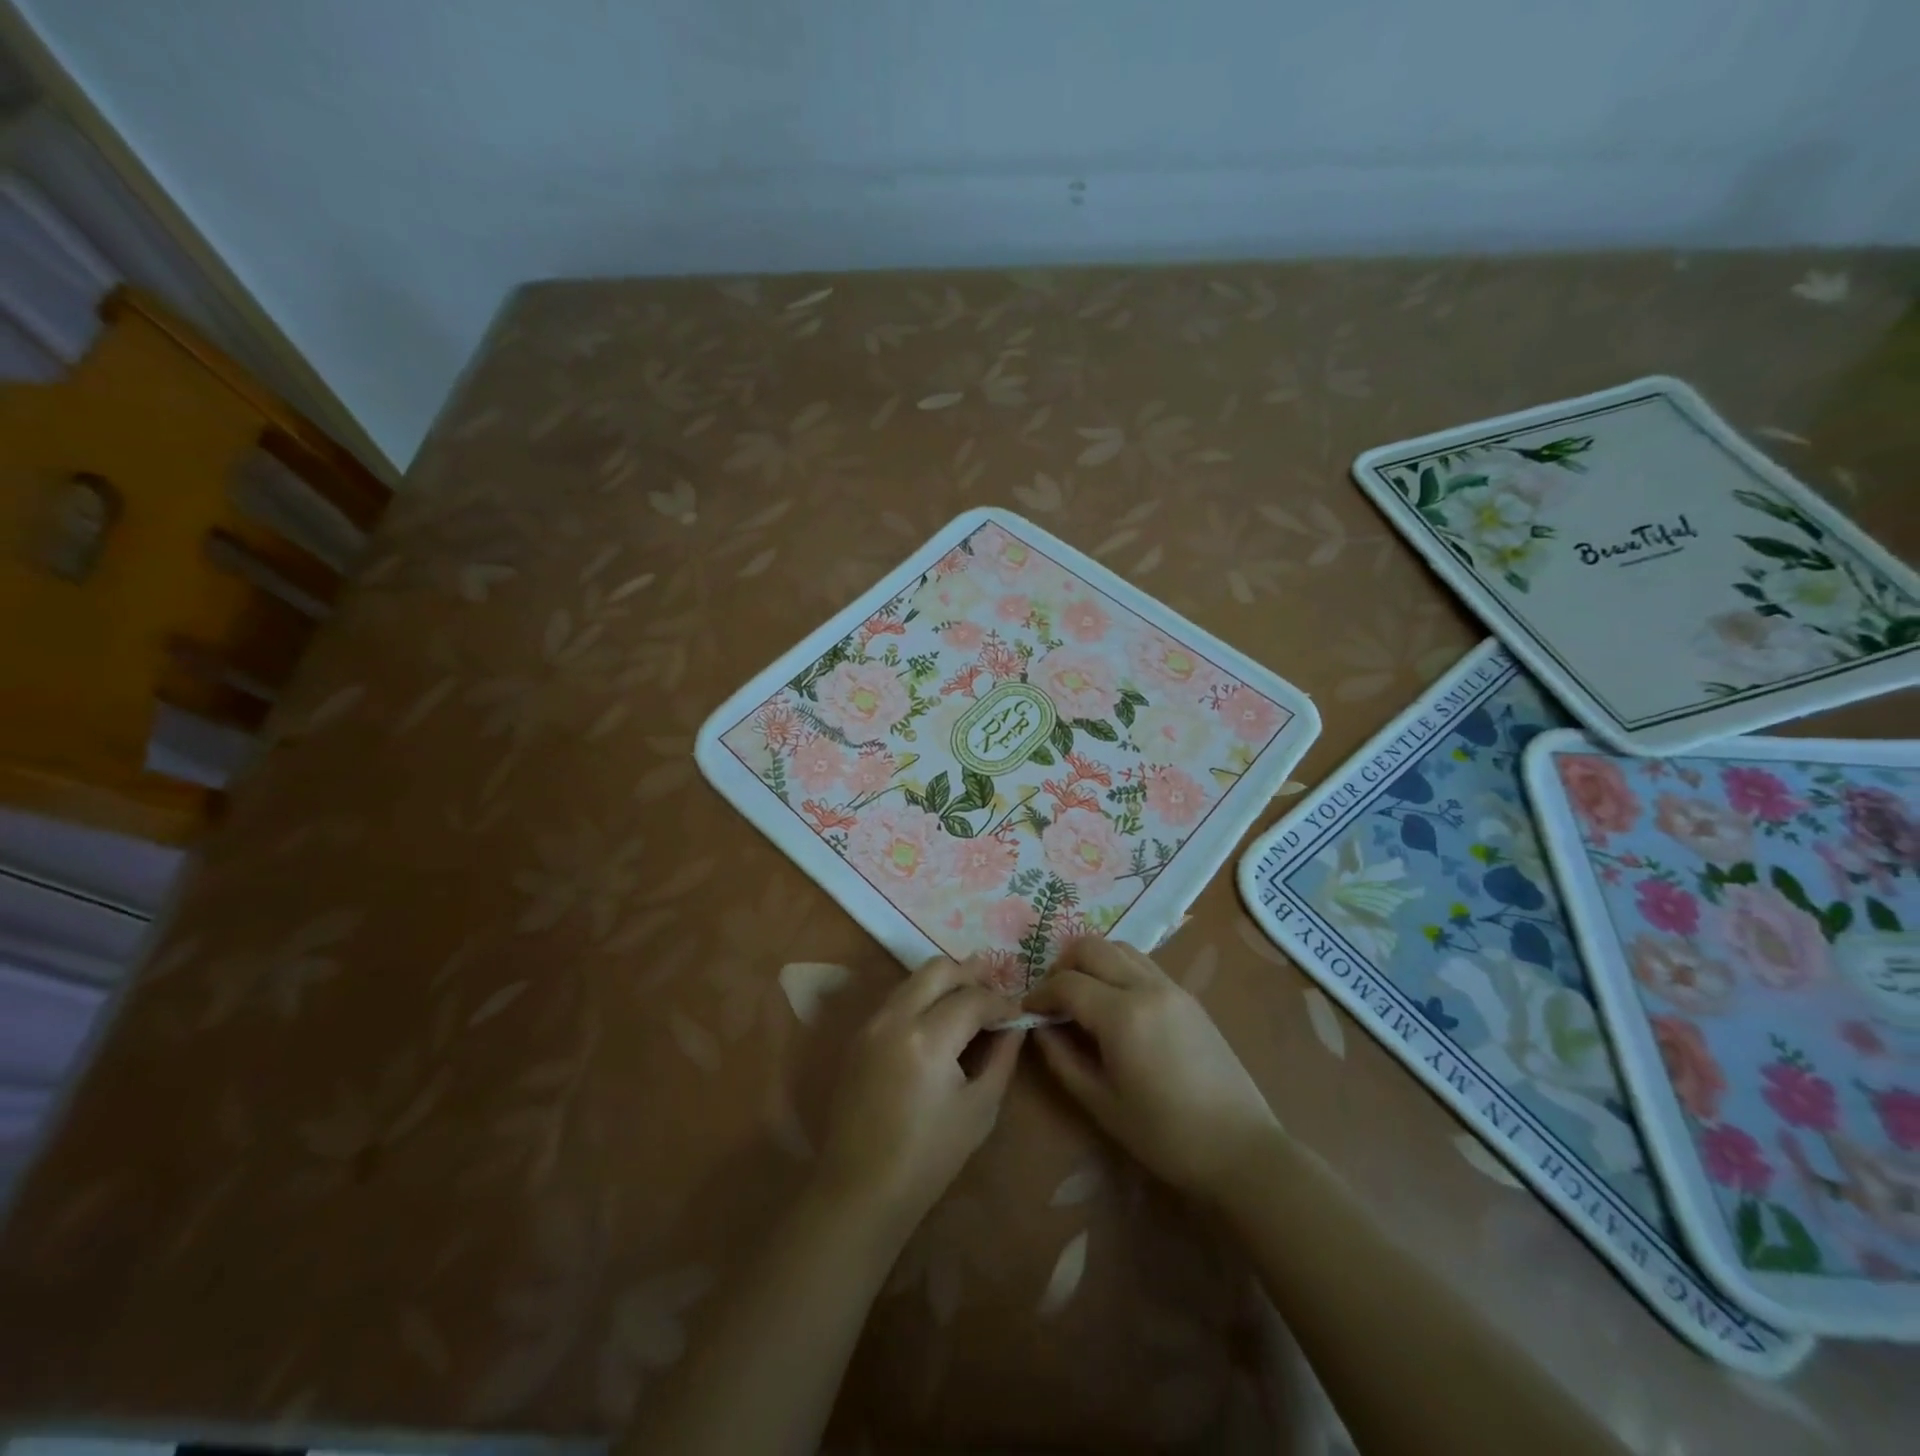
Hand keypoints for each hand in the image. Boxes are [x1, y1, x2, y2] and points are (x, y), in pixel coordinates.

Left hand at [813, 956, 1025, 1240]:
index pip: (973, 998)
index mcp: (928, 1038)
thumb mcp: (979, 1110)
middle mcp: (895, 1017)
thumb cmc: (928, 1158)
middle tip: (995, 992)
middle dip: (971, 975)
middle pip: (938, 969)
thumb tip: (1014, 1026)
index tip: (1018, 1013)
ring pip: (914, 978)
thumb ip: (1001, 1058)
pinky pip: (897, 998)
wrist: (860, 1189)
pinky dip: (922, 997)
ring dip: (944, 982)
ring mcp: (872, 1023)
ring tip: (970, 1002)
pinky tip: (939, 1020)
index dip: (1002, 1002)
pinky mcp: (859, 1035)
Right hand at [1023, 938, 1280, 1203]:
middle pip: (1090, 947)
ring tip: (1083, 997)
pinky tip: (1115, 1003)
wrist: (1240, 1148)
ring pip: (1119, 947)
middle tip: (1053, 1000)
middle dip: (1063, 966)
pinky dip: (1118, 968)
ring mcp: (1171, 986)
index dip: (1040, 994)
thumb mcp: (1101, 1103)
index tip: (1027, 1012)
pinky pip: (1142, 963)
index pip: (1066, 983)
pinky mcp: (1187, 995)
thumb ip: (1062, 1059)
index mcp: (1122, 1015)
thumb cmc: (1164, 1135)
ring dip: (1093, 961)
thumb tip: (1039, 1027)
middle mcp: (1146, 986)